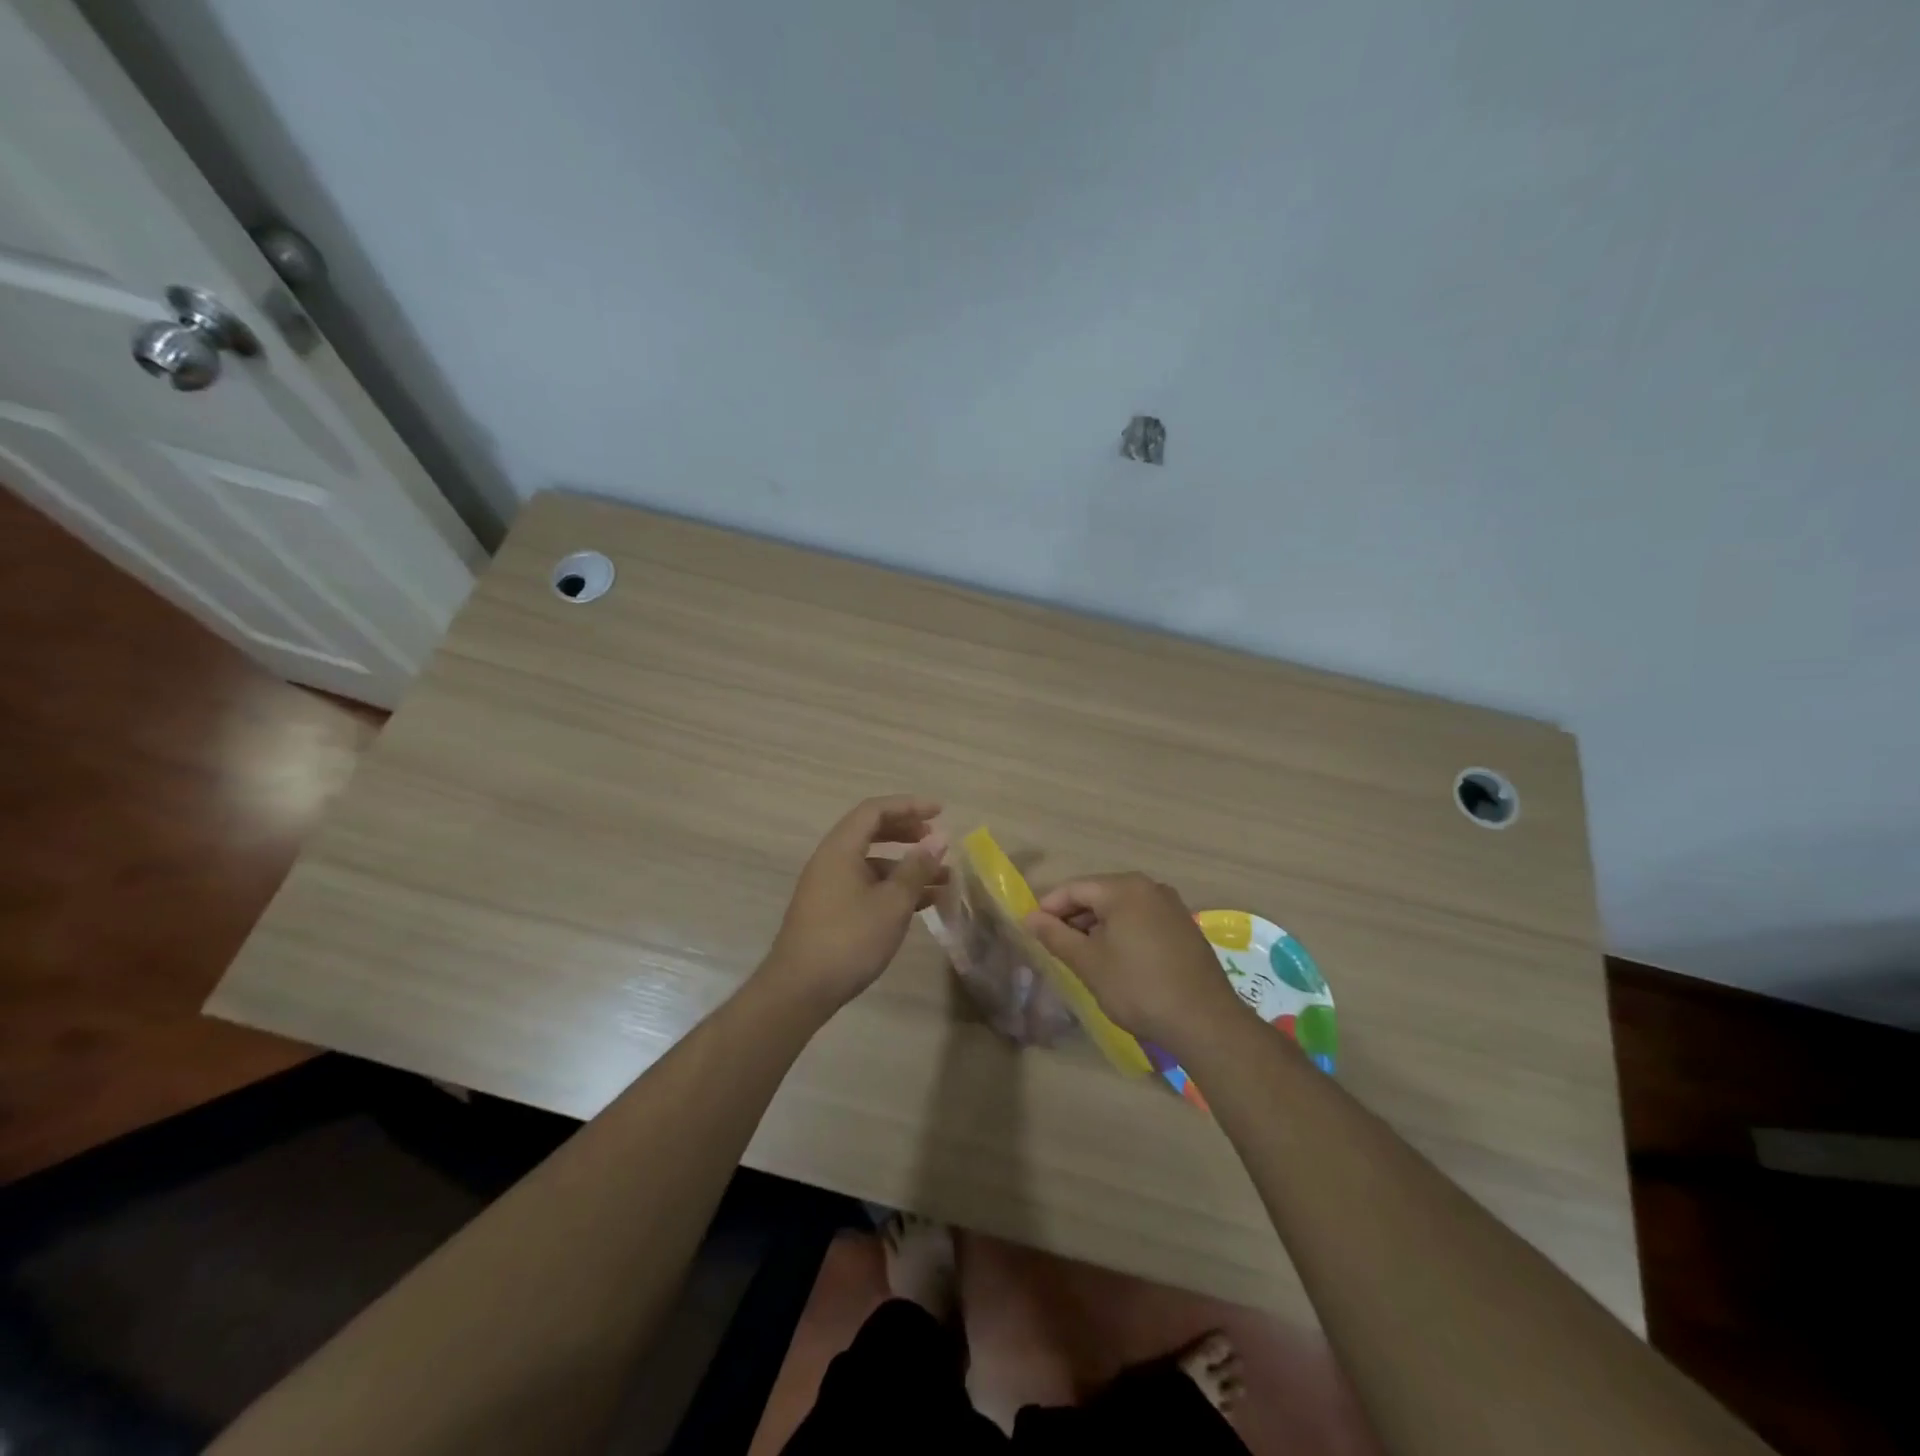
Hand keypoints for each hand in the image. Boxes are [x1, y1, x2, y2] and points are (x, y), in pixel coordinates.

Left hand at [761, 796, 946, 1013]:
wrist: (799, 990)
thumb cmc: (849, 940)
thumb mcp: (892, 903)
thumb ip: (916, 869)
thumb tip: (938, 840)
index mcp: (840, 849)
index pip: (875, 811)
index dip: (909, 806)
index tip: (940, 812)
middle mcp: (831, 860)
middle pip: (871, 832)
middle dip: (907, 832)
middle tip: (936, 840)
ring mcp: (828, 887)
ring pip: (872, 863)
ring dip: (905, 866)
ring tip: (941, 879)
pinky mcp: (830, 911)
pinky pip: (866, 885)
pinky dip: (892, 887)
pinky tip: (920, 904)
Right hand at [1025, 873, 1251, 1051]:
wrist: (1204, 1021)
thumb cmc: (1138, 987)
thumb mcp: (1088, 963)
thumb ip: (1055, 936)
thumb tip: (1030, 918)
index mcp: (1124, 888)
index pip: (1074, 888)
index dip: (1049, 908)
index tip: (1032, 931)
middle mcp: (1150, 887)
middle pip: (1099, 894)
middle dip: (1073, 917)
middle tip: (1054, 945)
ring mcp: (1171, 906)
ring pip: (1121, 908)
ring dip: (1097, 927)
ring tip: (1081, 955)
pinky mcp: (1184, 927)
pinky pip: (1141, 920)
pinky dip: (1121, 933)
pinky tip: (1115, 959)